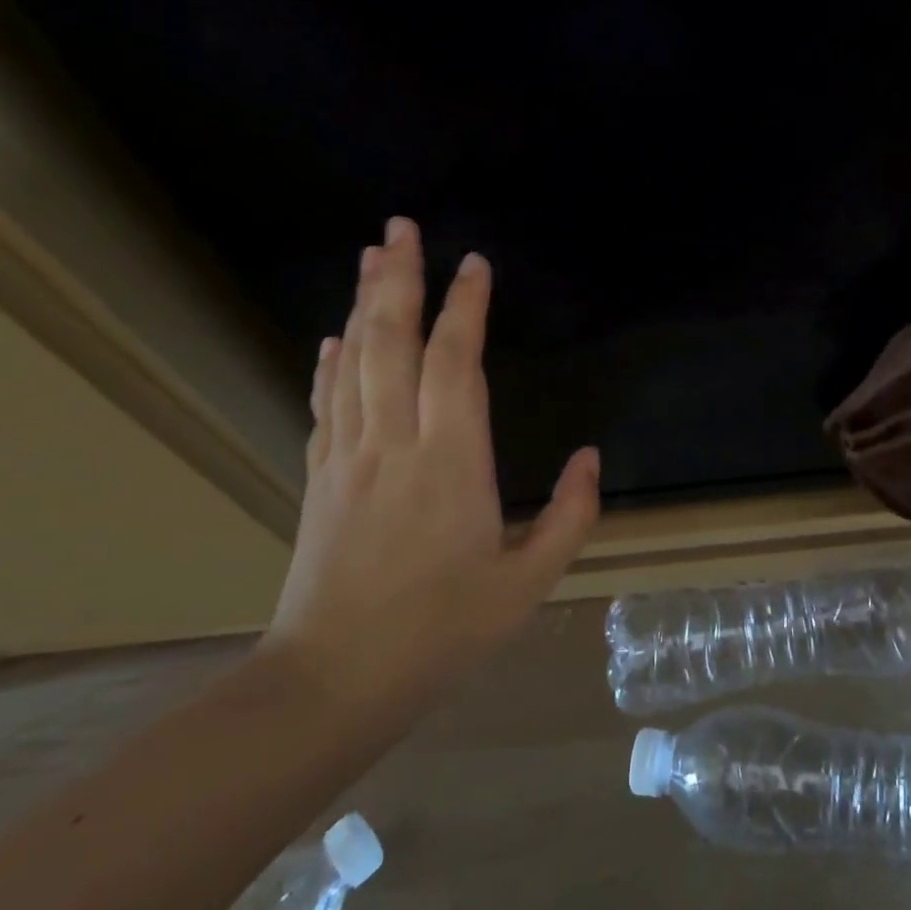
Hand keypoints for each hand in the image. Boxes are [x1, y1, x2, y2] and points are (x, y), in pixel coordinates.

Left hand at [263, 217, 600, 734]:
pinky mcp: (318, 478)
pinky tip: (334, 336)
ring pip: (354, 362)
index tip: (475, 265)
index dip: (465, 307)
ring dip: (364, 303)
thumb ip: (570, 516)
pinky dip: (331, 362)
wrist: (332, 683)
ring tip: (371, 256)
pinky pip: (326, 404)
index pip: (456, 362)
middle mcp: (394, 444)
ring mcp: (347, 458)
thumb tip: (592, 457)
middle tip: (401, 226)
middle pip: (392, 342)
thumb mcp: (527, 583)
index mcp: (451, 463)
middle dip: (398, 278)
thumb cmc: (441, 632)